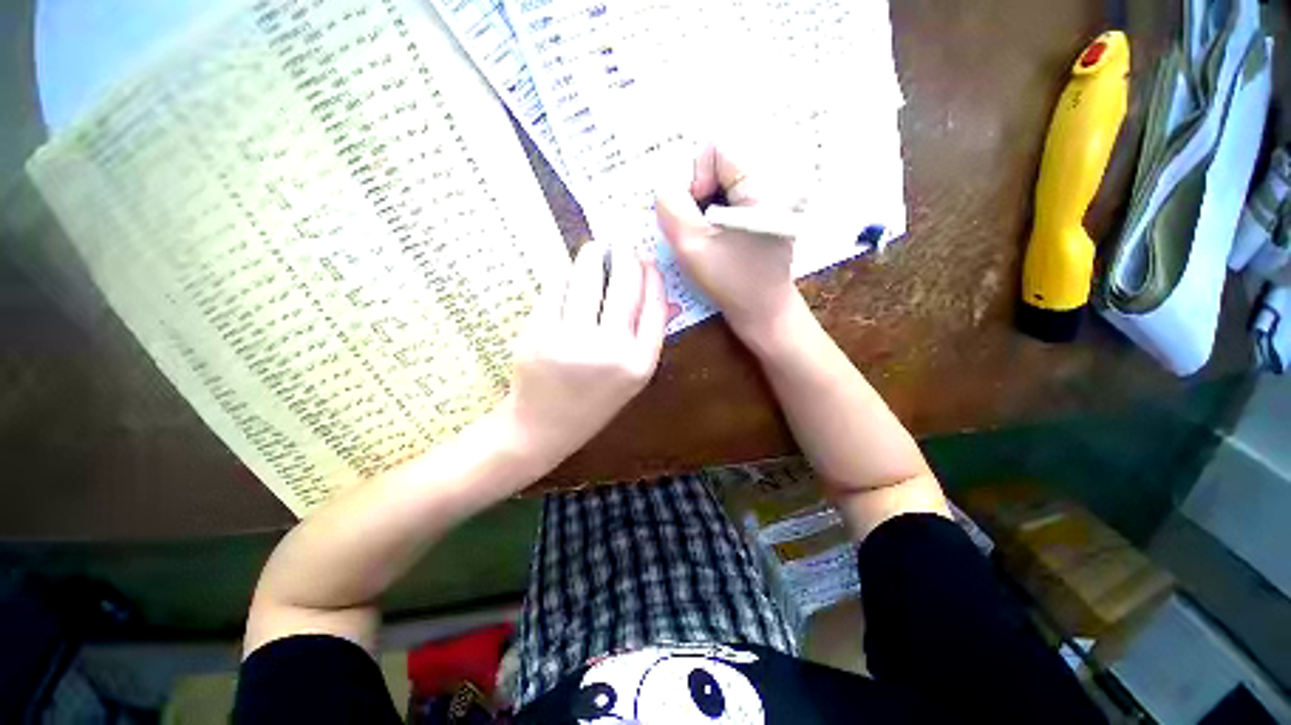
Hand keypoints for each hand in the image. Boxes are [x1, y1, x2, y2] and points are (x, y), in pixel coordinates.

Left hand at [501, 239, 667, 469]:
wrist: (543, 429)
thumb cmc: (593, 404)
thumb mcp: (629, 379)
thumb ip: (646, 338)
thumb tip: (660, 294)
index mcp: (639, 364)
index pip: (655, 306)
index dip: (653, 277)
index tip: (648, 260)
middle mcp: (611, 351)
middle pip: (626, 286)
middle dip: (626, 256)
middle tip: (622, 243)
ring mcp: (572, 341)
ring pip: (589, 280)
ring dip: (593, 256)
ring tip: (595, 248)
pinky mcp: (539, 334)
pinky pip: (557, 290)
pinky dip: (565, 275)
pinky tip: (570, 271)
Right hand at [656, 143, 801, 345]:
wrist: (764, 311)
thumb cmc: (731, 283)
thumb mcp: (691, 245)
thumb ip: (670, 205)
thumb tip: (665, 184)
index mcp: (764, 182)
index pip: (716, 148)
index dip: (695, 178)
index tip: (697, 217)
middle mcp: (776, 179)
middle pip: (721, 161)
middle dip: (700, 193)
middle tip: (700, 228)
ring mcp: (775, 194)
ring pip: (724, 179)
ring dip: (706, 204)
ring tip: (709, 235)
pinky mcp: (769, 208)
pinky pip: (733, 193)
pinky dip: (717, 211)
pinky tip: (718, 236)